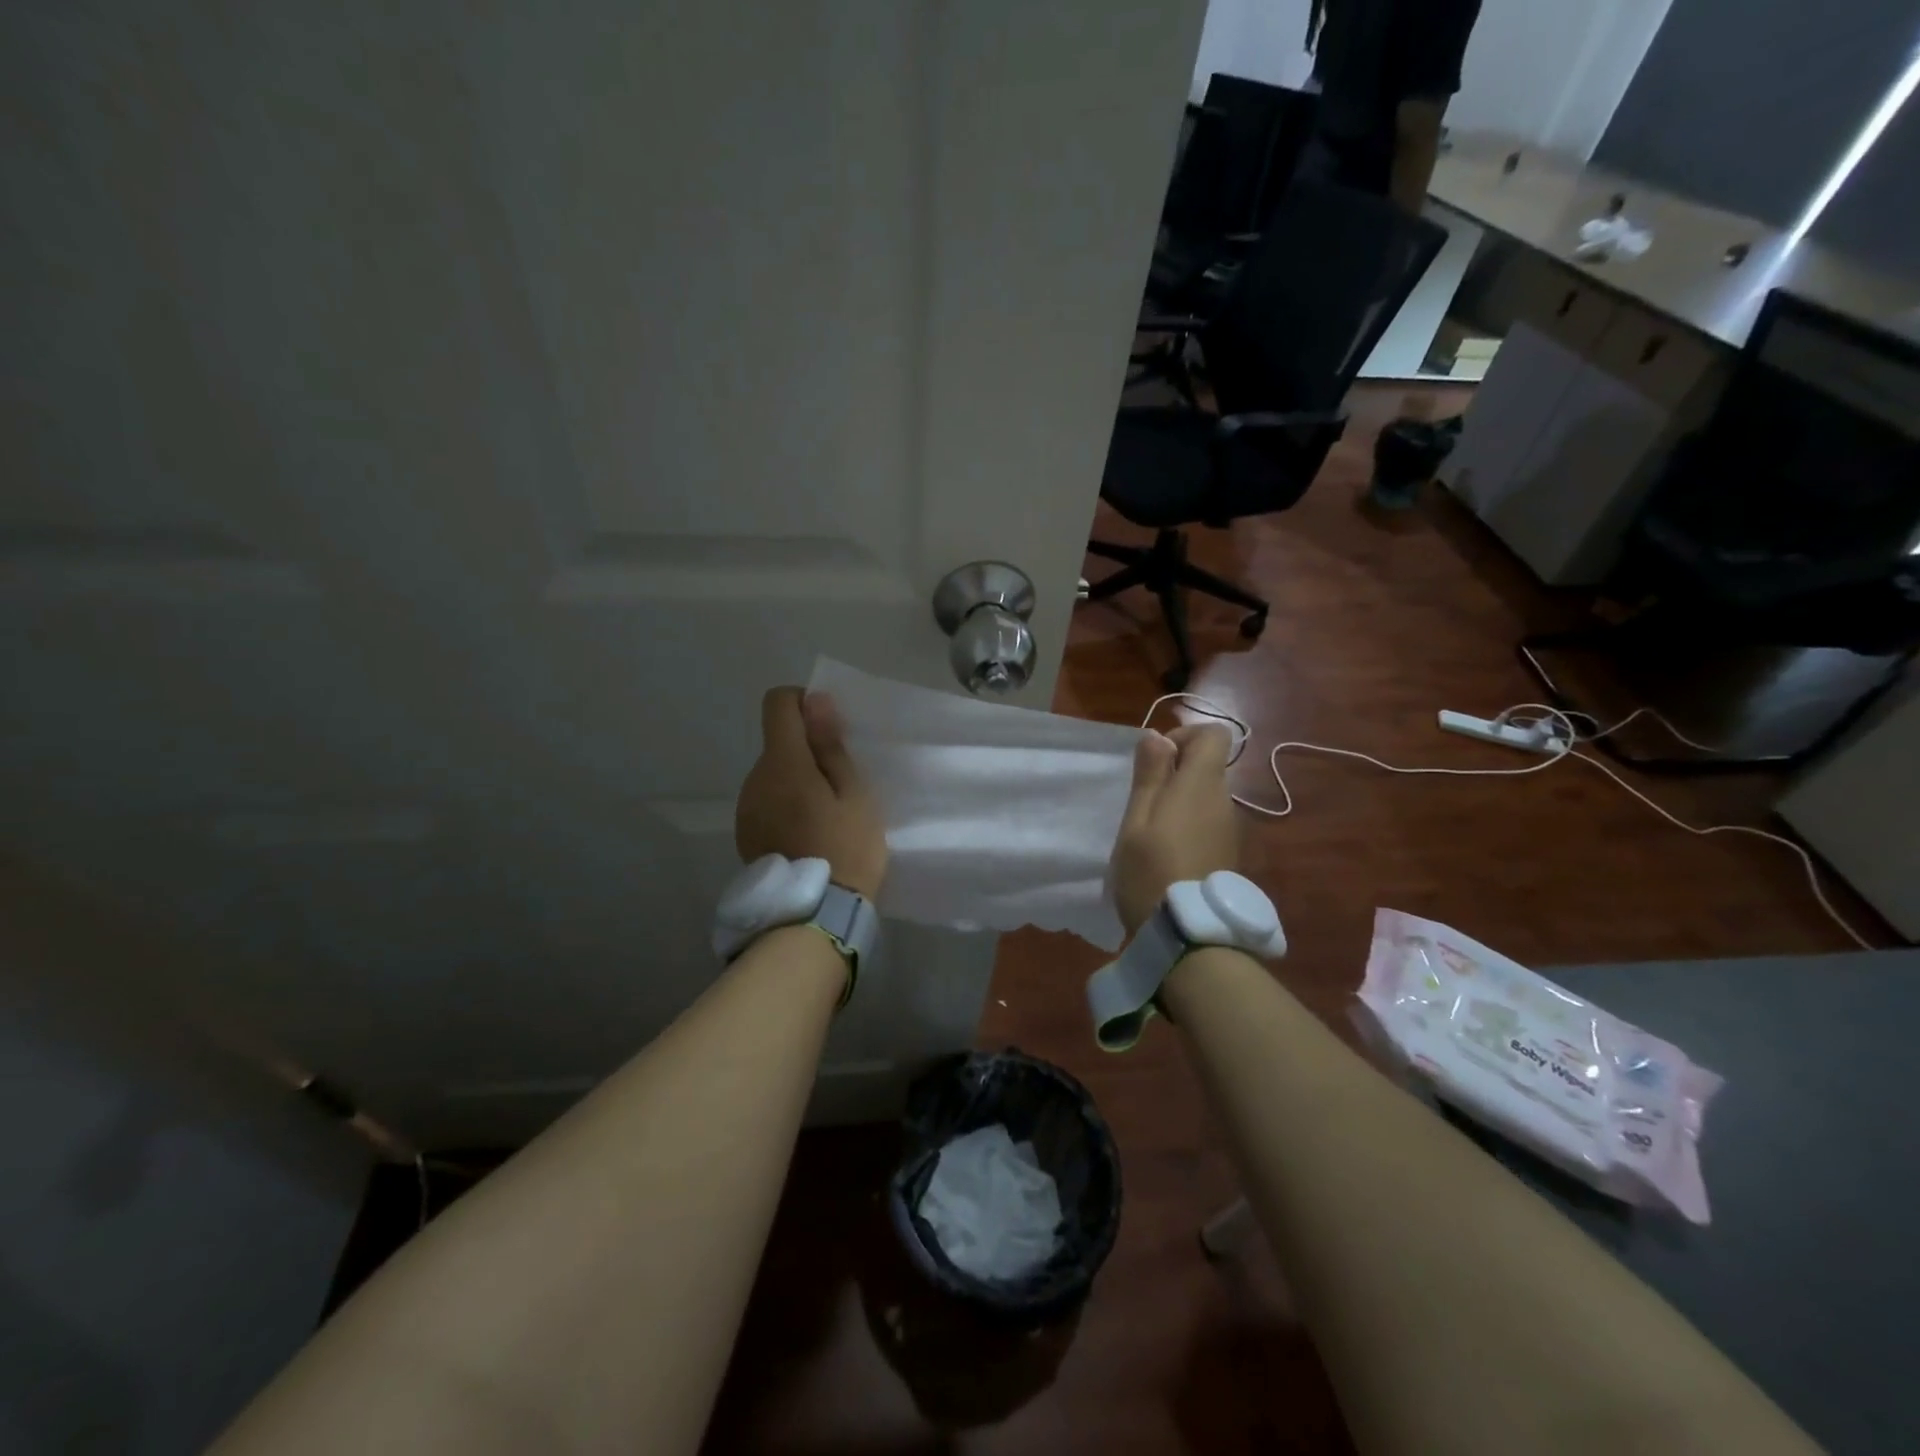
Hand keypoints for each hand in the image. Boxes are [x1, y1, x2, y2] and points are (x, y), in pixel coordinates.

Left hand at [735, 688, 887, 899]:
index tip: (829, 729)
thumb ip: (830, 745)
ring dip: (795, 780)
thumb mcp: (854, 793)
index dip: (803, 703)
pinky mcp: (744, 833)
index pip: (778, 704)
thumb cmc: (846, 848)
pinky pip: (766, 801)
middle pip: (777, 743)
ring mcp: (745, 808)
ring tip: (825, 815)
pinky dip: (785, 804)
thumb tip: (814, 700)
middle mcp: (754, 779)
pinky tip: (807, 833)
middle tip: (840, 785)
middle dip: (806, 750)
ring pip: (772, 774)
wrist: (815, 916)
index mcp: (782, 763)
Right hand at [1110, 724, 1239, 935]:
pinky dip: (1189, 826)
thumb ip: (1150, 774)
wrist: (1188, 934)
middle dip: (1175, 772)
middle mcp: (1224, 800)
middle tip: (1141, 802)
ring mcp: (1230, 829)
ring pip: (1207, 797)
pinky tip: (1167, 854)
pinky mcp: (1228, 854)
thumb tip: (1158, 736)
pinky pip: (1209, 822)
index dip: (1184, 736)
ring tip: (1150, 833)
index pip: (1214, 735)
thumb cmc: (1151, 869)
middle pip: (1208, 766)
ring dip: (1180, 802)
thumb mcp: (1137, 818)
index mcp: (1202, 784)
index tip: (1156, 760)